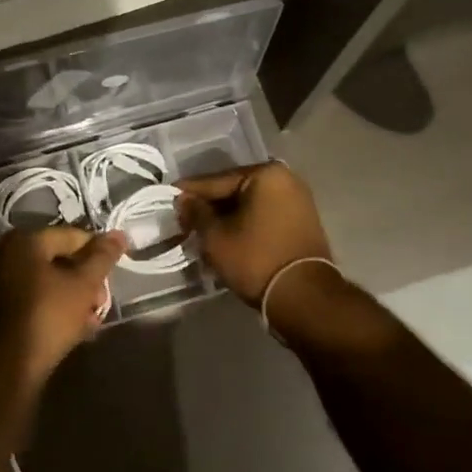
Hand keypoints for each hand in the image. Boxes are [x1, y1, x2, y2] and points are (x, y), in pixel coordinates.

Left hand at [0, 226, 125, 389]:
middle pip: (60, 258)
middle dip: (87, 279)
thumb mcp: (84, 284)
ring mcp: (1, 281)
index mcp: (25, 241)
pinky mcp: (2, 307)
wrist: (10, 364)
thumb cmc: (49, 315)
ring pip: (50, 281)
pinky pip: (38, 297)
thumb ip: (102, 257)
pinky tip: (77, 326)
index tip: (115, 271)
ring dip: (75, 296)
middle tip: (102, 300)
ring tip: (93, 317)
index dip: (99, 252)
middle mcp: (8, 254)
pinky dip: (58, 306)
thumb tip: (119, 234)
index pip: (72, 236)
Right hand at [177, 163, 333, 305]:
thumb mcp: (215, 236)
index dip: (189, 192)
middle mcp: (286, 180)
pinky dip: (244, 225)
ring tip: (201, 232)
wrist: (303, 297)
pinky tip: (225, 238)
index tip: (168, 198)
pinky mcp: (302, 222)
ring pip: (248, 205)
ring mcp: (298, 201)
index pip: (216, 181)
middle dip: (209, 207)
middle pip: (234, 191)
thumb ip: (196, 212)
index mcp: (265, 174)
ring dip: (225, 218)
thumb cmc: (255, 260)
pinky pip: (263, 216)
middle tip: (183, 220)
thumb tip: (184, 199)